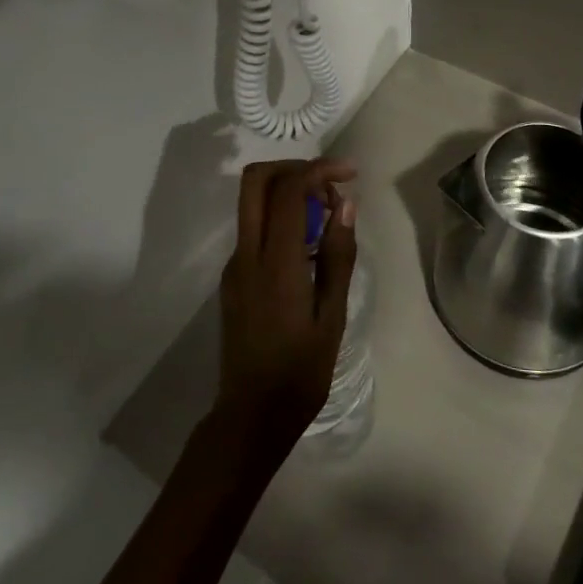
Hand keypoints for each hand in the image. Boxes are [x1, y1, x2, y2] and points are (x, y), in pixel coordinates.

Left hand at [210, 157, 358, 468]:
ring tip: (327, 217)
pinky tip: (309, 247)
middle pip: (255, 180)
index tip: (349, 173)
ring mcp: (234, 265)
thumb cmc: (301, 372)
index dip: (319, 169)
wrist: (251, 416)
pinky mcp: (233, 278)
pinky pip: (254, 229)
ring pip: (252, 202)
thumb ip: (337, 256)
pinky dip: (280, 218)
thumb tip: (345, 205)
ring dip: (287, 192)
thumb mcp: (332, 316)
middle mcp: (247, 254)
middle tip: (329, 183)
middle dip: (294, 167)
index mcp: (275, 264)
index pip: (288, 190)